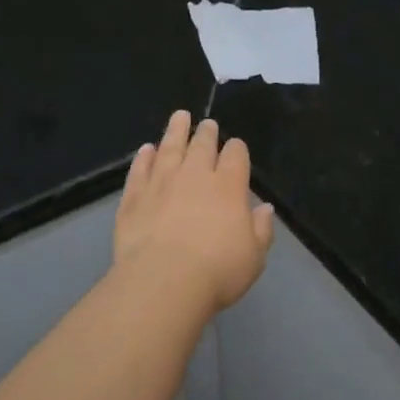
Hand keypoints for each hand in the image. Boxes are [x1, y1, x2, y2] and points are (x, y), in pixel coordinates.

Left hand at [115, 111, 274, 316]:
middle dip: (207, 133)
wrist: (163, 282)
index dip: (236, 148)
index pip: (235, 155)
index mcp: (228, 186)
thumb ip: (261, 229)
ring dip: (175, 131)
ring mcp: (161, 183)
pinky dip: (143, 158)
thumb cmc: (217, 271)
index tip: (235, 147)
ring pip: (169, 148)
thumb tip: (265, 208)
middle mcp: (195, 175)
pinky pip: (139, 170)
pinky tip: (146, 149)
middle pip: (202, 145)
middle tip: (207, 124)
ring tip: (179, 117)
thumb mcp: (254, 257)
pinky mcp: (134, 197)